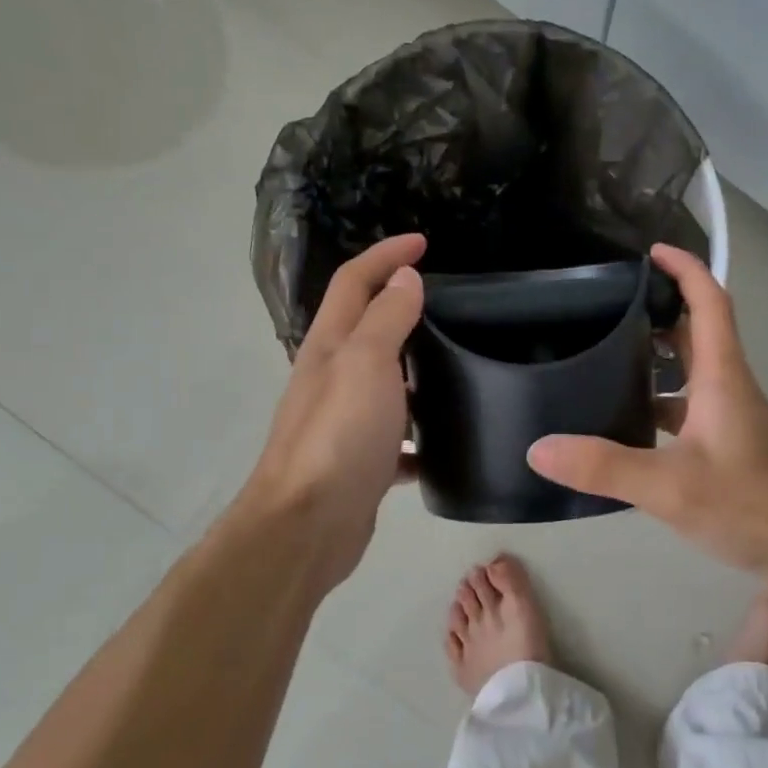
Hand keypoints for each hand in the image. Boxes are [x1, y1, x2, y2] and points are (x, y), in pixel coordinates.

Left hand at [237, 235, 425, 589]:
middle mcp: (332, 377)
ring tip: (459, 367)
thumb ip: (387, 319)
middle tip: (448, 303)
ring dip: (413, 369)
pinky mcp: (360, 461)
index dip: (385, 255)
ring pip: (384, 382)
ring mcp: (344, 421)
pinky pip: (395, 436)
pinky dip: (417, 433)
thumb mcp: (366, 364)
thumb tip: (405, 279)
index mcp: (331, 346)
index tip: (424, 242)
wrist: (308, 525)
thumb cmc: (339, 437)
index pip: (354, 281)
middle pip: (366, 327)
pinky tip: (445, 443)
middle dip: (400, 305)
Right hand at [528, 244, 767, 576]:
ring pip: (693, 375)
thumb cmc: (754, 505)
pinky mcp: (732, 449)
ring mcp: (734, 420)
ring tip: (605, 363)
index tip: (648, 253)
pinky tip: (630, 429)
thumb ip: (605, 467)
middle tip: (607, 310)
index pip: (710, 302)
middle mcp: (730, 389)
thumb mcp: (671, 487)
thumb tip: (539, 448)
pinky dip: (662, 406)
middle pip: (696, 334)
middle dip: (658, 312)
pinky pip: (691, 411)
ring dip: (657, 361)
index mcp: (722, 377)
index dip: (684, 269)